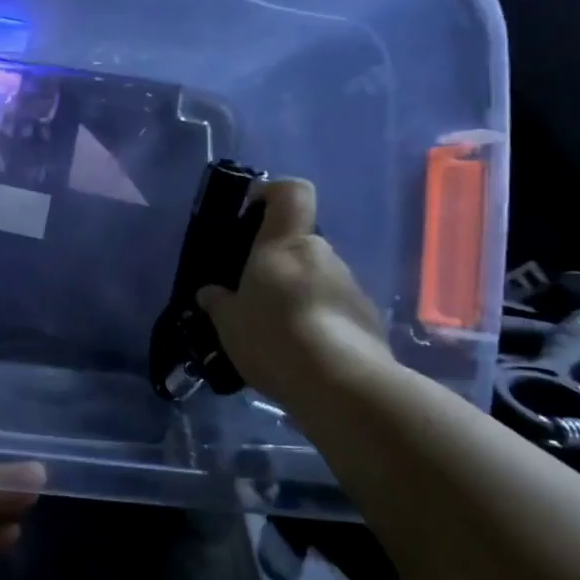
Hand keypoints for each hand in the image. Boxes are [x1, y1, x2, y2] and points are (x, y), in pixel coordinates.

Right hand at [196, 178, 390, 402]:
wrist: (344, 387)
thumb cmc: (274, 337)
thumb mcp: (228, 323)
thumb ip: (218, 303)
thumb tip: (210, 293)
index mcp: (284, 244)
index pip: (291, 193)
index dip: (272, 193)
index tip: (251, 211)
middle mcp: (322, 255)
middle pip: (298, 244)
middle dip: (276, 264)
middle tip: (252, 297)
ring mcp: (351, 287)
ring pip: (316, 278)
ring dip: (297, 296)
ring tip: (276, 334)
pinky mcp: (369, 320)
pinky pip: (334, 309)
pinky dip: (318, 322)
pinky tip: (301, 354)